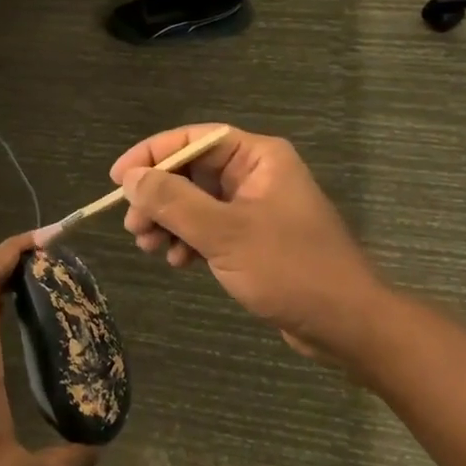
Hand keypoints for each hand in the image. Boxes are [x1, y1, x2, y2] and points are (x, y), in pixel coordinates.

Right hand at [112, 126, 392, 364]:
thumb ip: (174, 201)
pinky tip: (178, 262)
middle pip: (190, 171)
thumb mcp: (225, 233)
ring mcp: (254, 207)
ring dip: (168, 221)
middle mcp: (255, 174)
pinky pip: (208, 227)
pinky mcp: (252, 238)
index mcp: (258, 157)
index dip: (152, 154)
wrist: (347, 325)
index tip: (118, 178)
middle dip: (158, 196)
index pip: (193, 139)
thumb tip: (130, 177)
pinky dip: (188, 240)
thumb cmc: (290, 269)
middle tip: (133, 226)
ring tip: (150, 247)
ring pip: (195, 201)